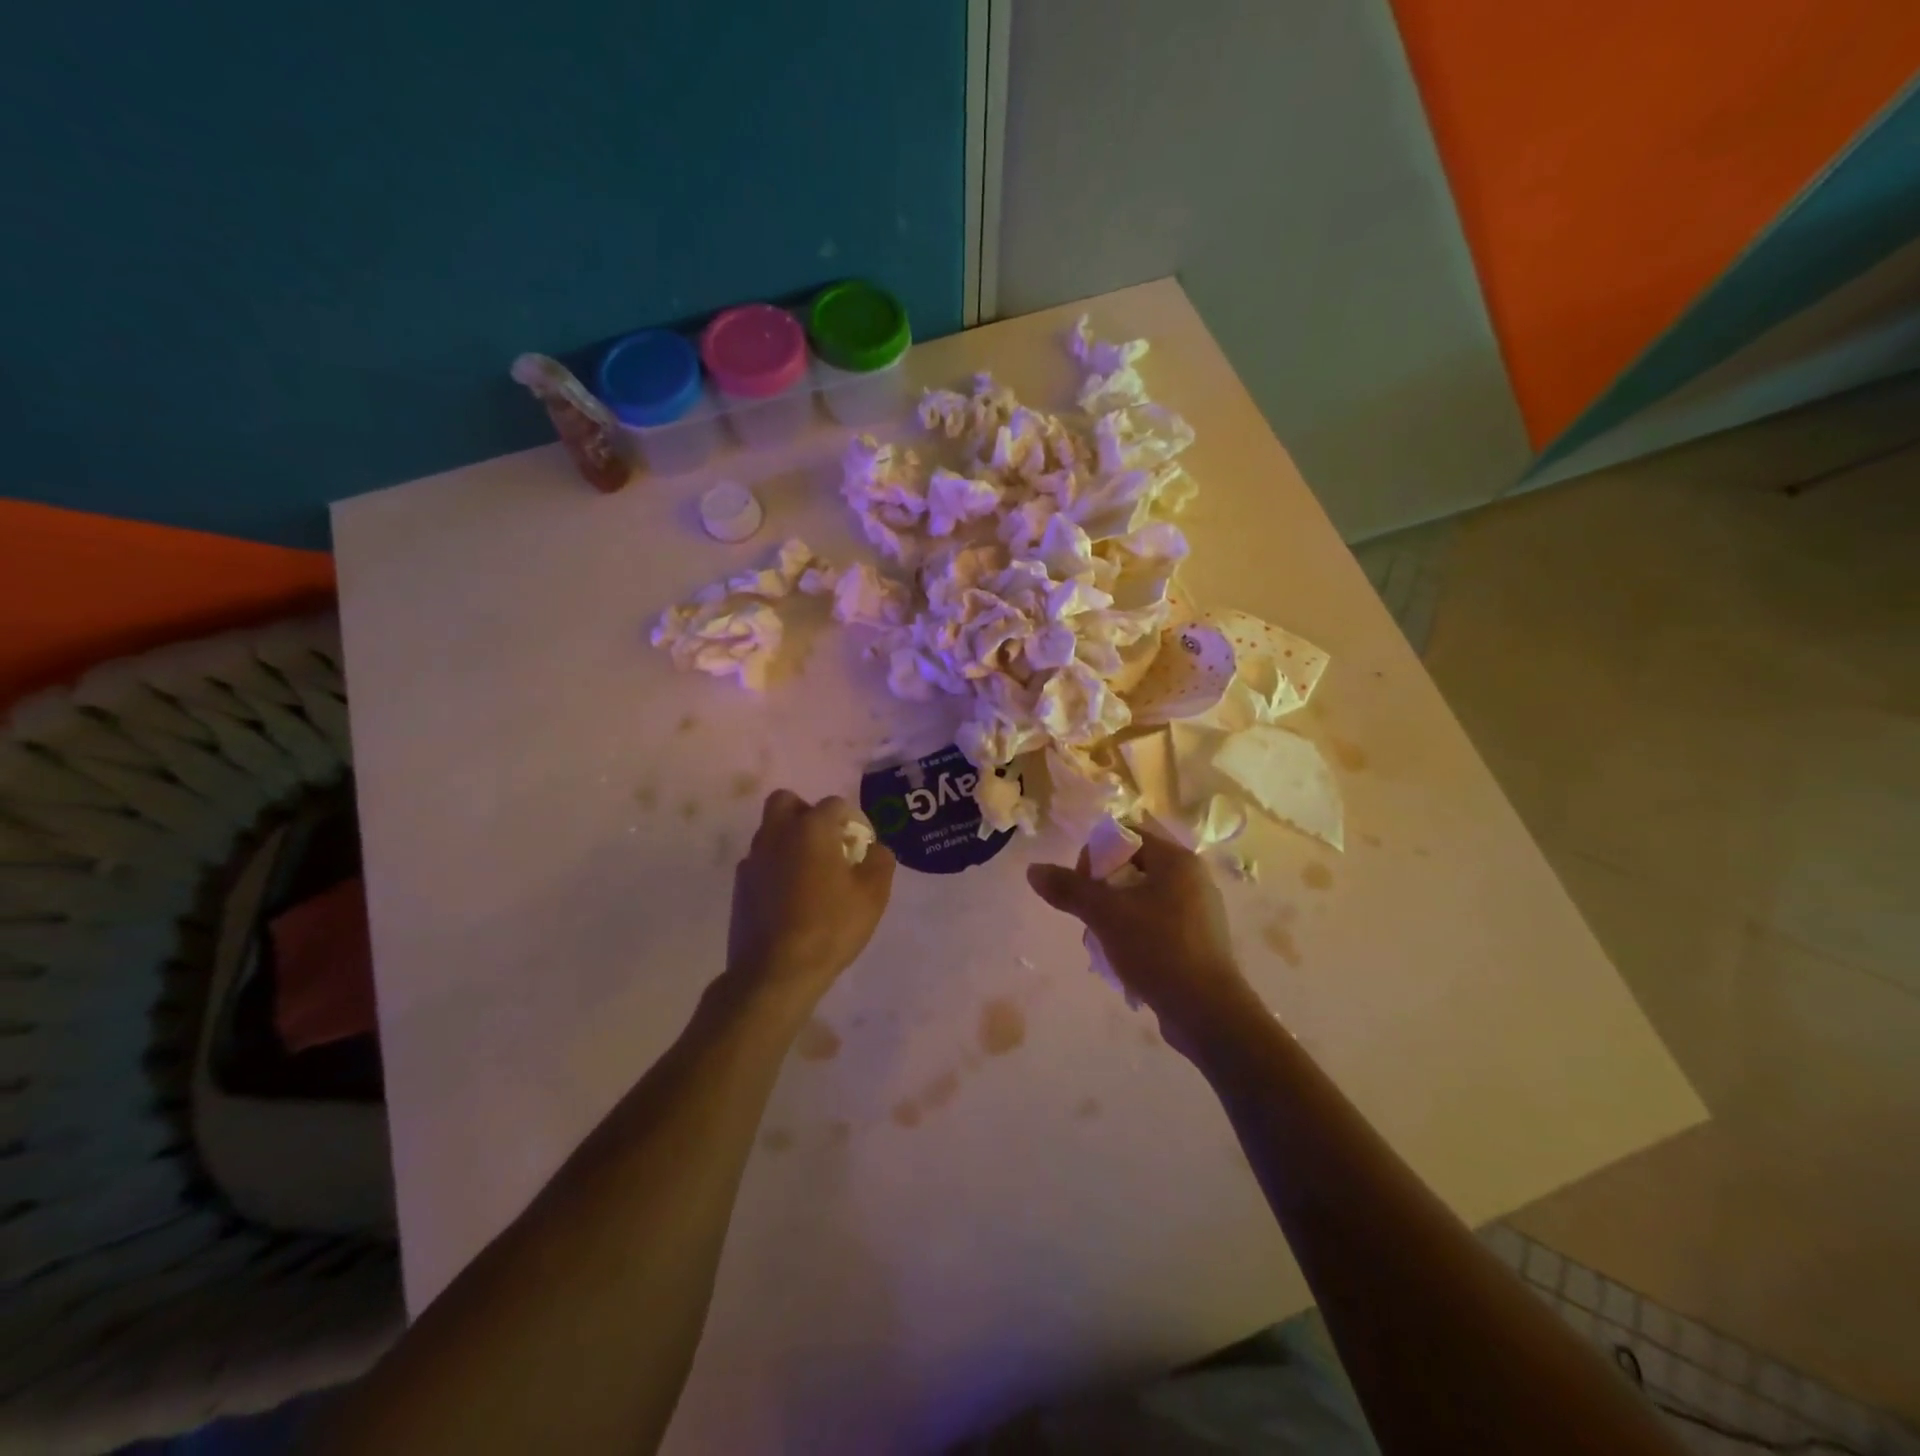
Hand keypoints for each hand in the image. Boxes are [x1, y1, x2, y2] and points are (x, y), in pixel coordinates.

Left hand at [726, 789, 895, 1007]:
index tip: (861, 848)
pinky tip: (790, 896)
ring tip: (810, 874)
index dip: (853, 821)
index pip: (834, 805)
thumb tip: (874, 848)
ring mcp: (753, 859)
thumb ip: (880, 861)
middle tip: (826, 843)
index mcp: (811, 828)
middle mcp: (777, 834)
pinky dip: (775, 867)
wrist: (775, 972)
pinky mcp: (740, 885)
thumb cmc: (830, 927)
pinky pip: (761, 861)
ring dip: (790, 840)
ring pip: (770, 831)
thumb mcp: (873, 895)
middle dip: (807, 814)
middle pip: (787, 802)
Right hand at [1027, 830, 1259, 1047]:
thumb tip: (1033, 870)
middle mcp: (1191, 879)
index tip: (1083, 885)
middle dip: (1101, 891)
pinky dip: (1134, 935)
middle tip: (1089, 917)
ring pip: (1141, 899)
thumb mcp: (1106, 915)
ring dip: (1114, 916)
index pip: (1127, 836)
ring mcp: (1198, 912)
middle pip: (1132, 868)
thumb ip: (1069, 889)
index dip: (1097, 854)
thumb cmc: (1158, 949)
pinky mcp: (1197, 941)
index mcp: (1176, 861)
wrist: (1208, 1013)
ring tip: (1101, 944)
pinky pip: (1156, 924)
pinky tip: (1122, 961)